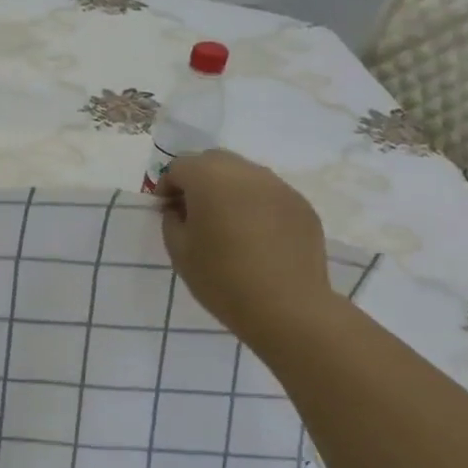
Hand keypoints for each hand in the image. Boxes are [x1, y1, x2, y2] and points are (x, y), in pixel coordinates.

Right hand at [157, 149, 335, 349]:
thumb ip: (172, 221)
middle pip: (213, 161)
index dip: (167, 187)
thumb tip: (179, 209)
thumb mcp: (179, 252)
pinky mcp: (301, 205)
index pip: (179, 166)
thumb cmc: (222, 279)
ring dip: (228, 190)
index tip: (166, 213)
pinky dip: (255, 205)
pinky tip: (255, 237)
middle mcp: (247, 172)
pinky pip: (269, 194)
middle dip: (197, 180)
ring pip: (244, 175)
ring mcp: (279, 186)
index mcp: (210, 179)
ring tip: (225, 224)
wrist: (286, 307)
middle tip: (192, 214)